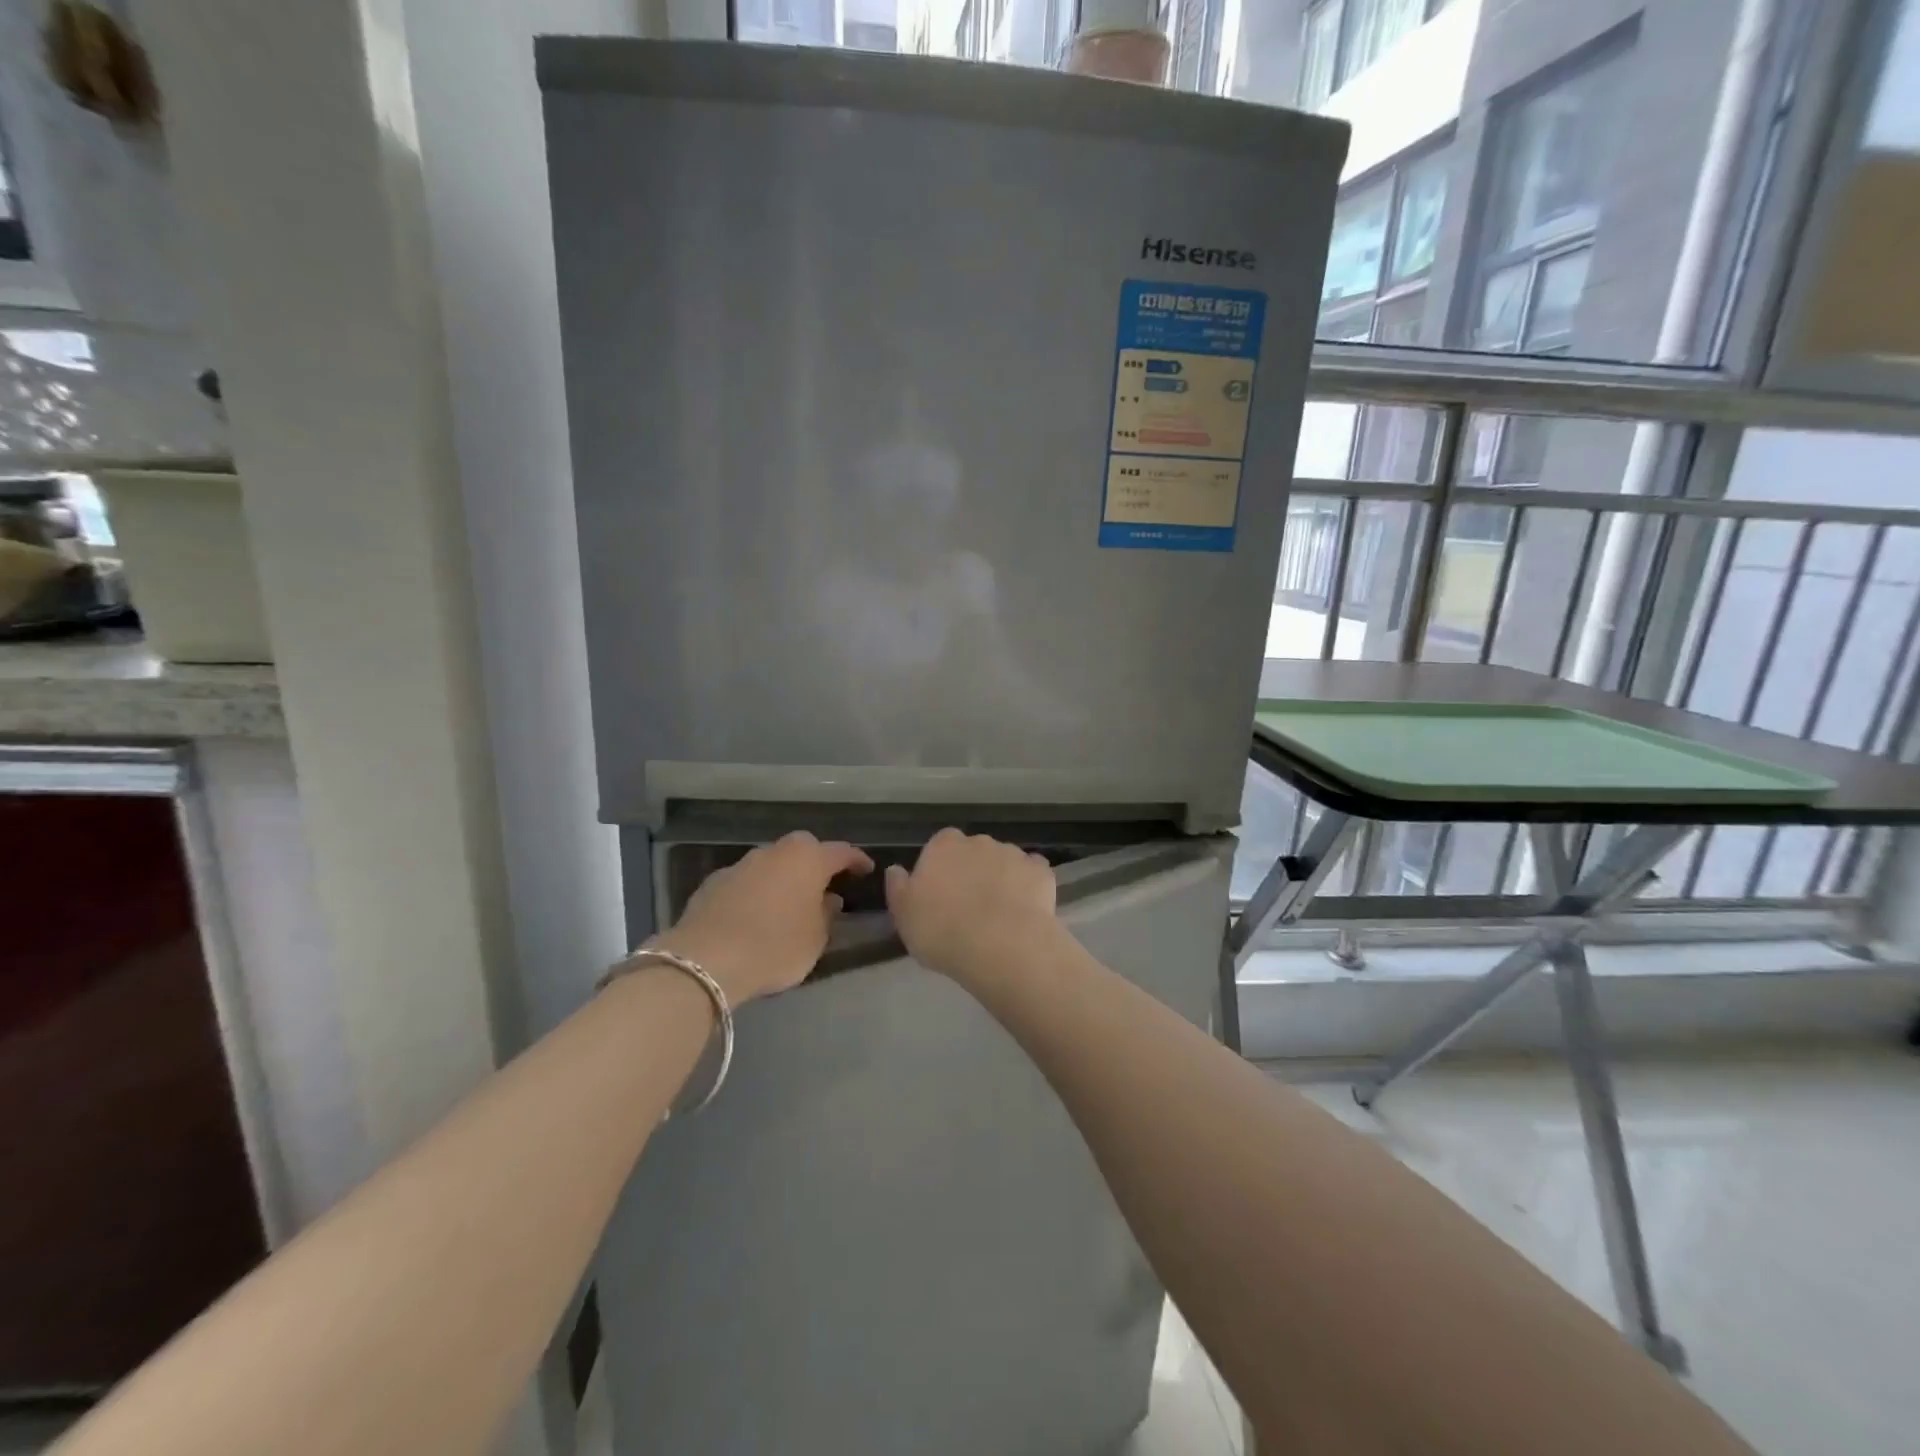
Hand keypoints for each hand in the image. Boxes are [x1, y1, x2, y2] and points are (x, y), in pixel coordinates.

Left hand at [649, 832, 872, 1003]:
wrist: (706, 959)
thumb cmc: (775, 947)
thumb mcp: (815, 939)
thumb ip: (826, 915)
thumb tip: (829, 899)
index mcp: (808, 860)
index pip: (841, 852)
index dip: (856, 860)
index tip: (866, 869)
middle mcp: (775, 852)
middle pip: (803, 848)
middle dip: (816, 862)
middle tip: (825, 883)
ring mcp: (741, 864)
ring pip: (772, 862)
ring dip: (783, 876)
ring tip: (789, 901)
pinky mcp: (714, 881)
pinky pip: (746, 880)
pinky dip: (757, 890)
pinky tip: (755, 913)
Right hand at [884, 828, 1060, 987]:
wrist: (1001, 945)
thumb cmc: (943, 930)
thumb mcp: (904, 916)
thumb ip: (898, 888)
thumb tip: (896, 870)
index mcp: (943, 846)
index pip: (939, 846)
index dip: (940, 869)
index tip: (940, 896)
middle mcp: (979, 841)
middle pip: (973, 852)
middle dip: (972, 871)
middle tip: (968, 907)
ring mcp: (1013, 853)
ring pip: (1003, 862)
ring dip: (1000, 878)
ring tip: (999, 915)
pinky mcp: (1041, 871)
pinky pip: (1032, 873)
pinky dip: (1029, 886)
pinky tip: (1025, 910)